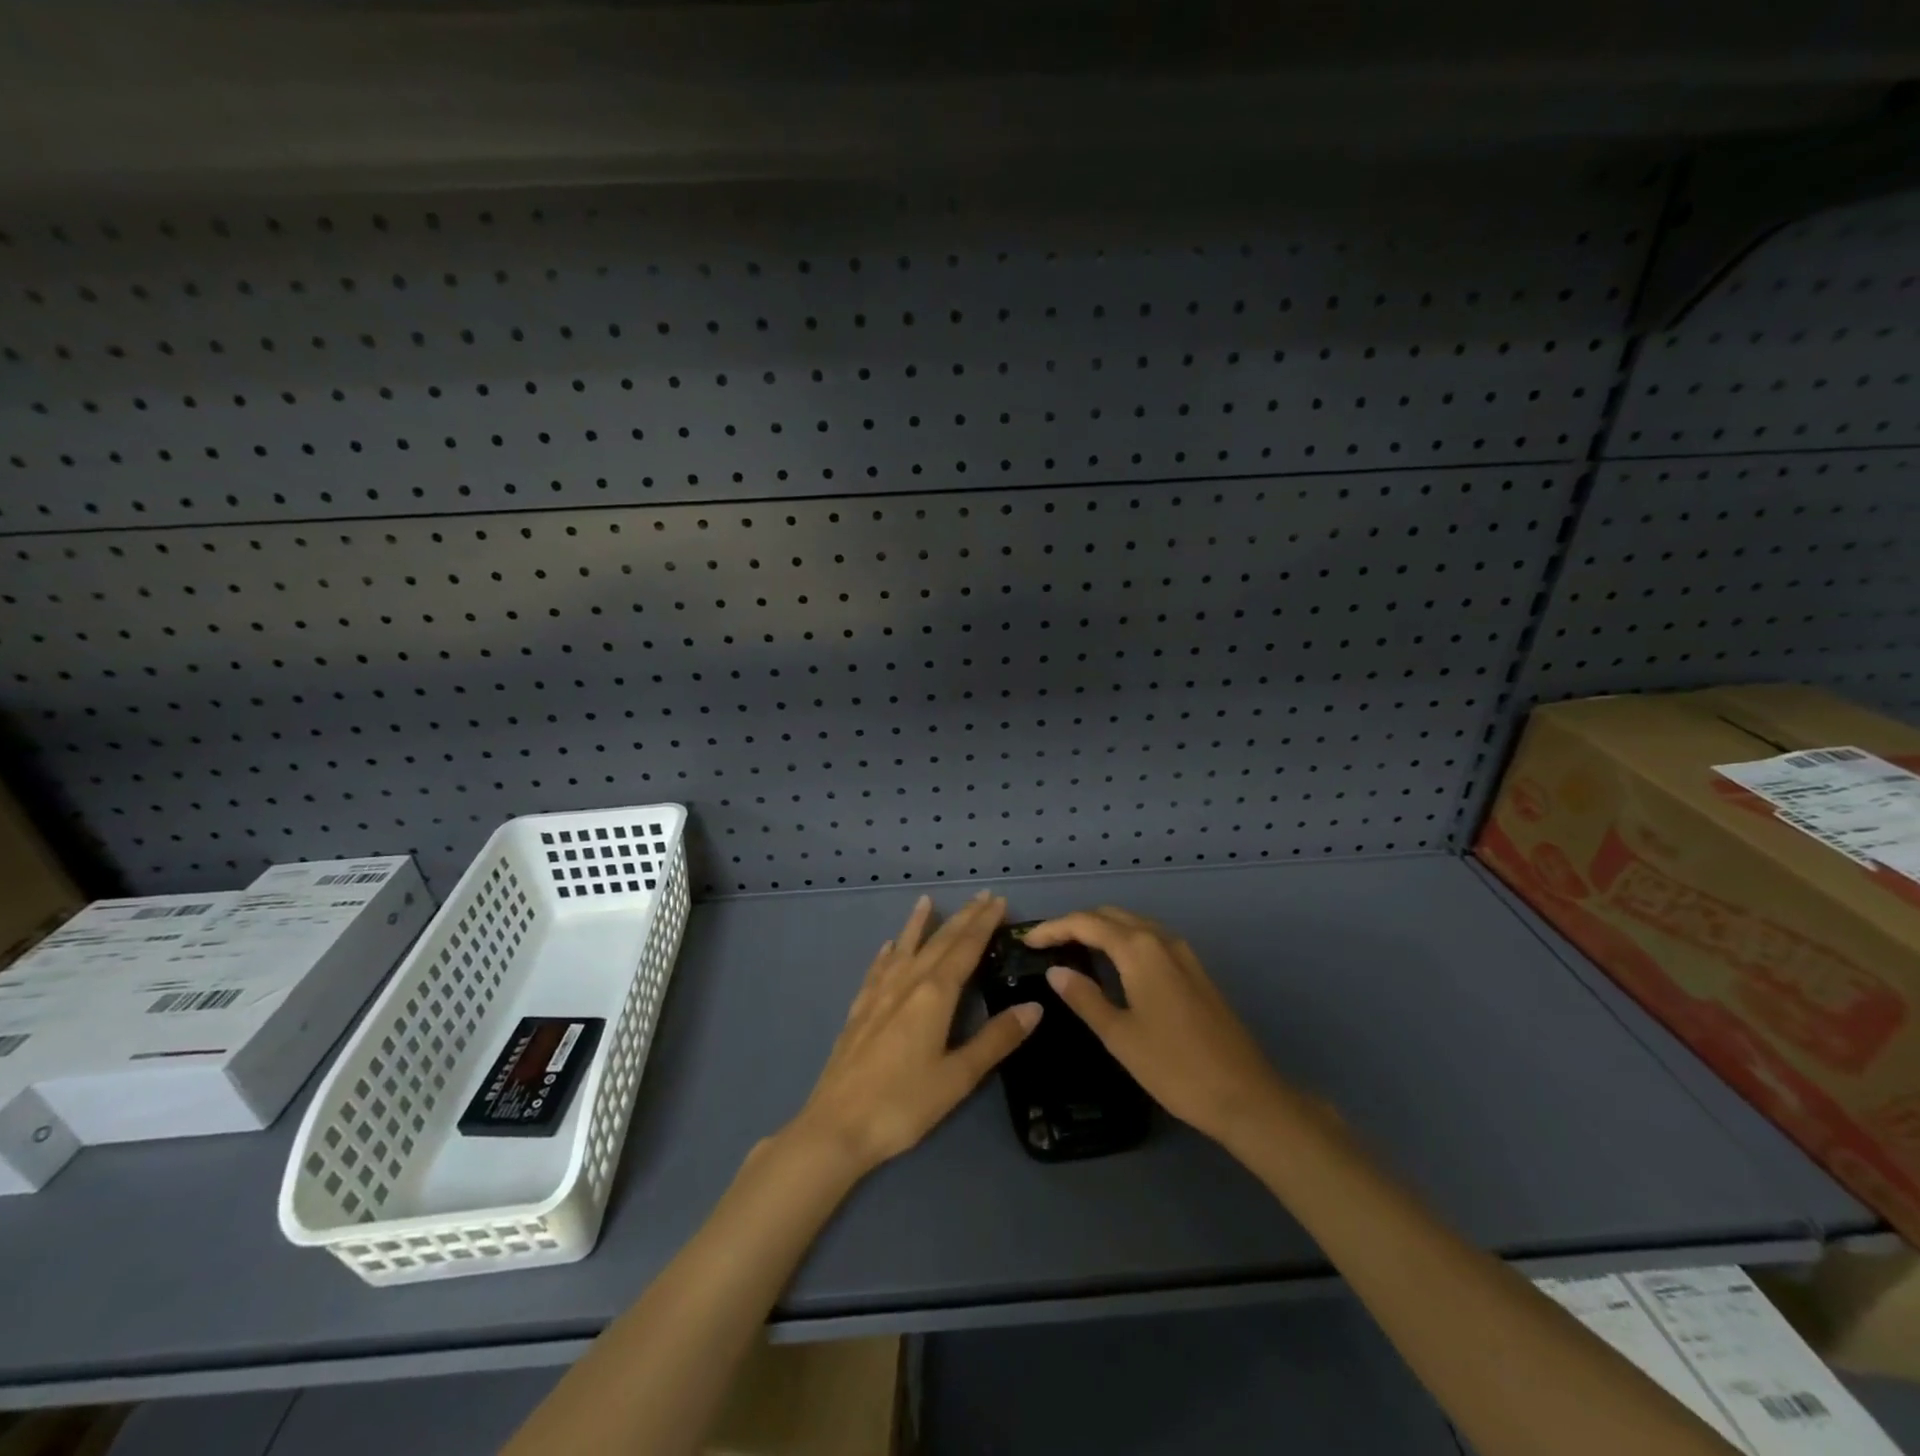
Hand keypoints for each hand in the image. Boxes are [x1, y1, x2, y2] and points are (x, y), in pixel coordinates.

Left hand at [790, 891, 1039, 1175]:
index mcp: (934, 995)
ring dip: (918, 924)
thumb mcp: (958, 1077)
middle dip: (962, 918)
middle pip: (938, 942)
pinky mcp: (858, 1011)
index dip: (983, 924)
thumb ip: (996, 1040)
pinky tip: (887, 948)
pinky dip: (886, 954)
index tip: (998, 901)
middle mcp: (907, 984)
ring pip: (904, 948)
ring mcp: (878, 995)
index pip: (965, 949)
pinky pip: (877, 970)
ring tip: (927, 901)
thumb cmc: (903, 1104)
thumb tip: (1034, 1007)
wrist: (836, 1125)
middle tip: (981, 896)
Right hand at [1022, 906, 1290, 1145]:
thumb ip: (1085, 998)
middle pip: (1110, 915)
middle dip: (1076, 923)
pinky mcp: (1194, 970)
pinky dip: (1123, 940)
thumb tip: (1055, 971)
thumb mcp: (1119, 1035)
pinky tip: (1113, 965)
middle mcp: (1161, 940)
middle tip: (1047, 944)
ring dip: (1101, 929)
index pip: (1086, 923)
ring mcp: (1183, 953)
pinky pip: (1150, 939)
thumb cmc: (1174, 1067)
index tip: (1027, 942)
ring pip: (1133, 924)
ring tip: (1073, 950)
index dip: (1053, 928)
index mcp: (1139, 950)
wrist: (1244, 1095)